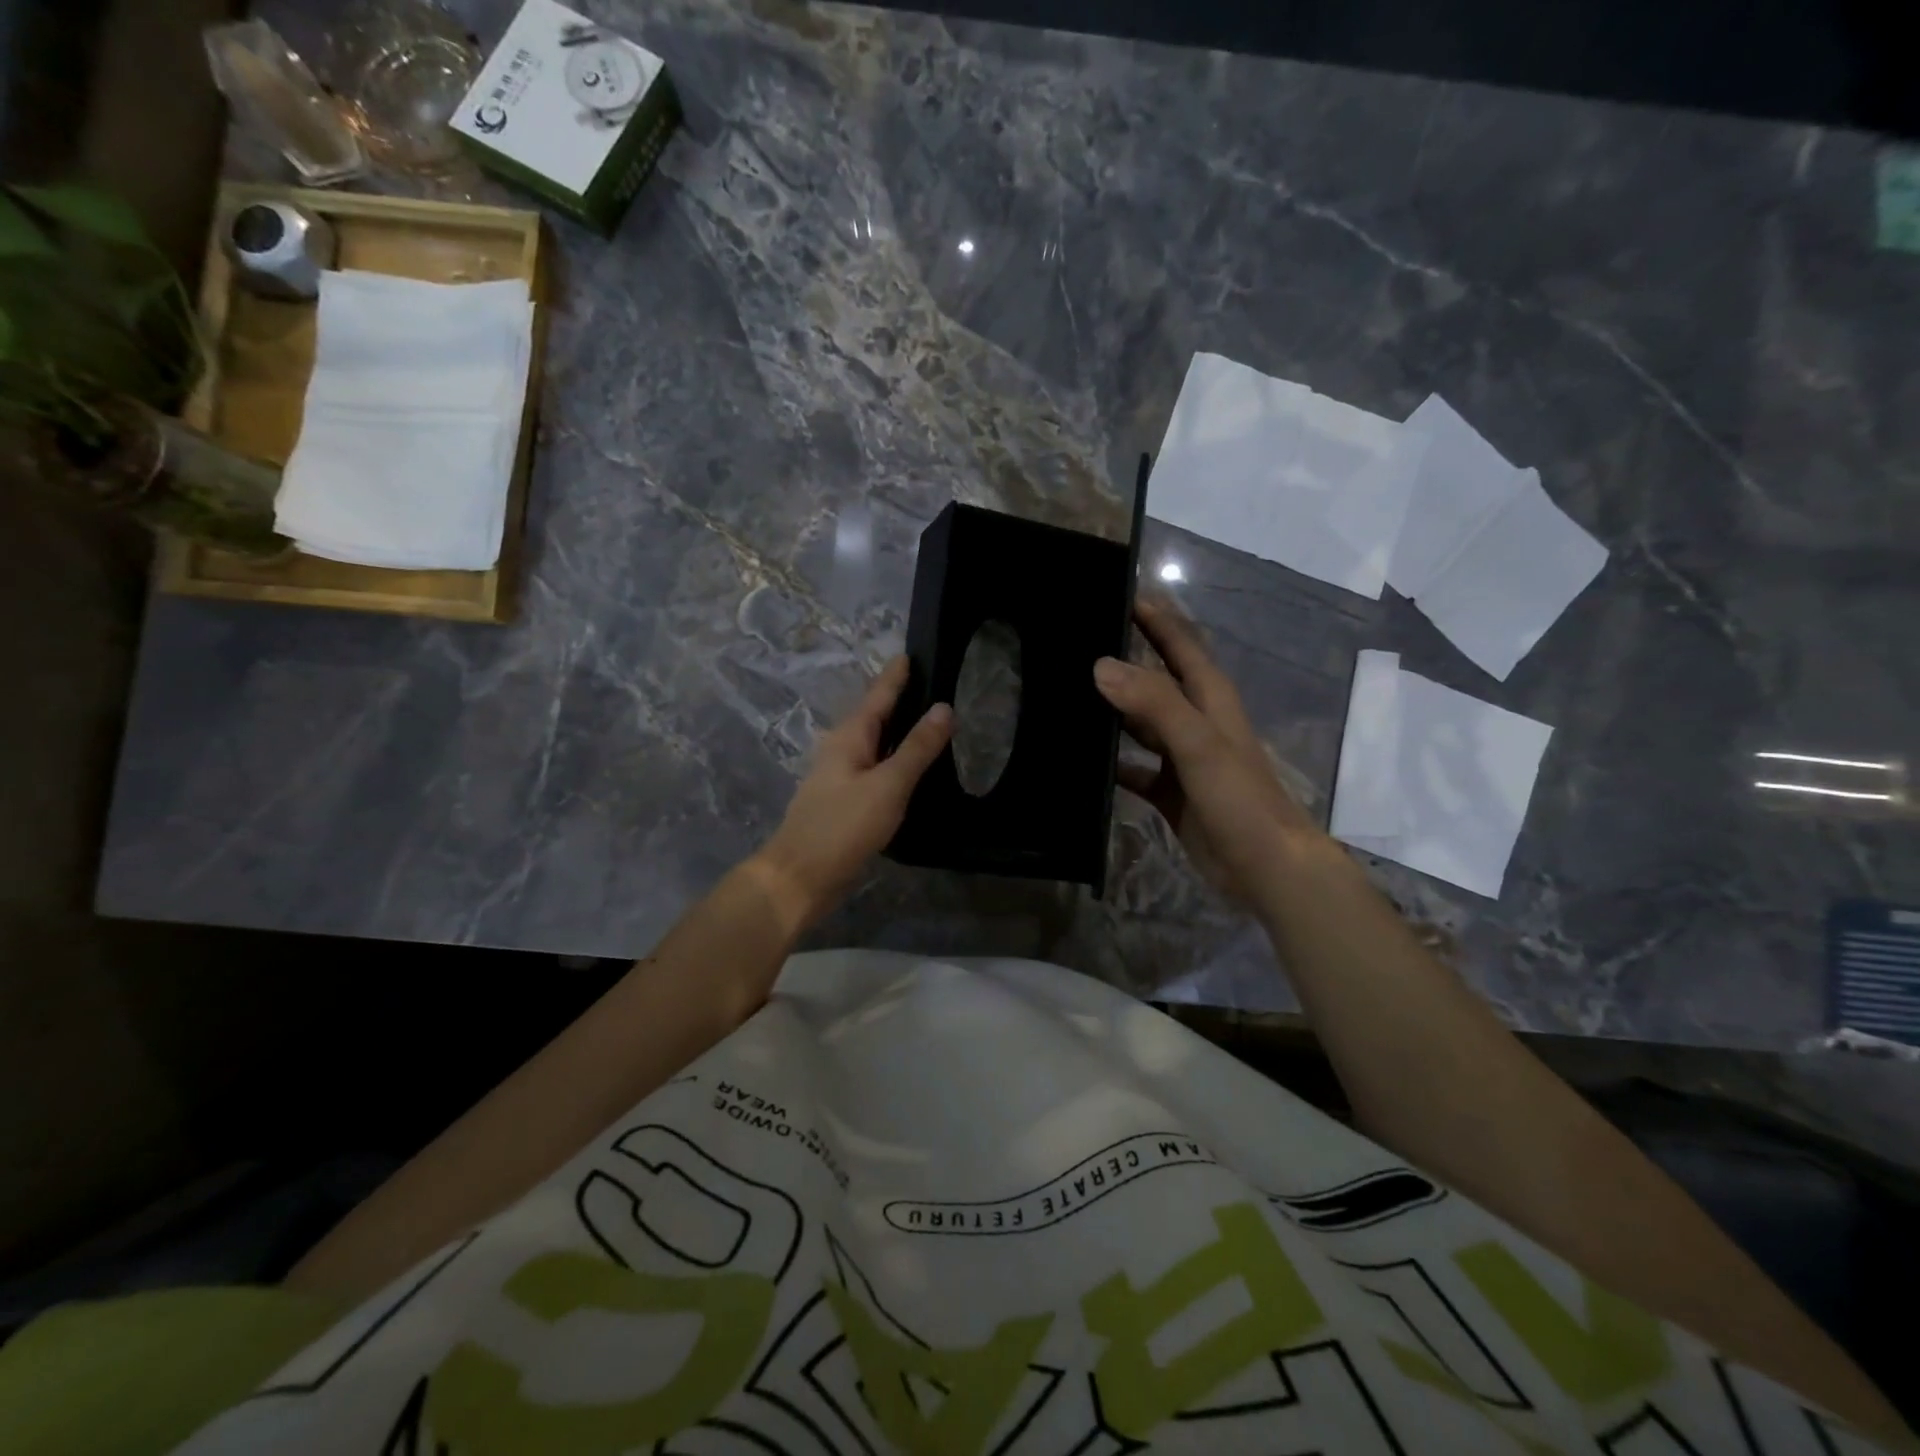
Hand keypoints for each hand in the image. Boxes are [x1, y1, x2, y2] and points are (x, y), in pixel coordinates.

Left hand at [756, 656, 952, 932]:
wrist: (799, 877)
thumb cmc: (842, 826)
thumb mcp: (888, 785)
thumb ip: (917, 748)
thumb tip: (944, 707)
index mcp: (850, 737)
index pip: (878, 695)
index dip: (895, 675)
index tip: (910, 652)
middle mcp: (842, 749)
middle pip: (873, 716)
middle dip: (897, 698)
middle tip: (930, 683)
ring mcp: (840, 777)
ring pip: (873, 743)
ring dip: (896, 730)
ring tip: (926, 721)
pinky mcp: (844, 802)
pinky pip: (874, 768)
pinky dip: (893, 759)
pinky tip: (909, 768)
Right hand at [1094, 599, 1328, 908]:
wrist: (1266, 869)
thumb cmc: (1241, 799)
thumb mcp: (1200, 745)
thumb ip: (1154, 702)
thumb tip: (1101, 665)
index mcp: (1210, 699)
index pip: (1180, 644)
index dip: (1154, 618)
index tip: (1118, 592)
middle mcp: (1195, 722)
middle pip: (1155, 680)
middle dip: (1123, 660)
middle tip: (1076, 642)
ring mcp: (1181, 759)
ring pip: (1140, 724)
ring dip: (1111, 710)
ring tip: (1066, 694)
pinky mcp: (1169, 792)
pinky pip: (1133, 768)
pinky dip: (1110, 762)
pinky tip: (1080, 760)